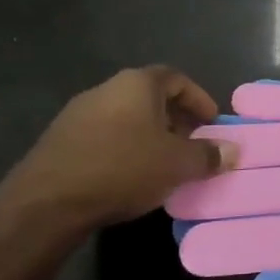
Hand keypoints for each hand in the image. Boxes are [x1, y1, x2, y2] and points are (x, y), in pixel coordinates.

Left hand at [0, 66, 237, 229]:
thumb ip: (208, 155)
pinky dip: (124, 147)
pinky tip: (130, 174)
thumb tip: (233, 150)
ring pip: (126, 116)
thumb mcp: (177, 164)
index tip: (212, 121)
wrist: (47, 201)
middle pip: (150, 96)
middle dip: (175, 118)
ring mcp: (78, 113)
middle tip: (192, 143)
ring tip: (164, 162)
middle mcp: (107, 89)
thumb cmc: (123, 169)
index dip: (199, 98)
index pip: (177, 78)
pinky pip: (104, 135)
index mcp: (137, 84)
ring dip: (149, 134)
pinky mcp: (60, 139)